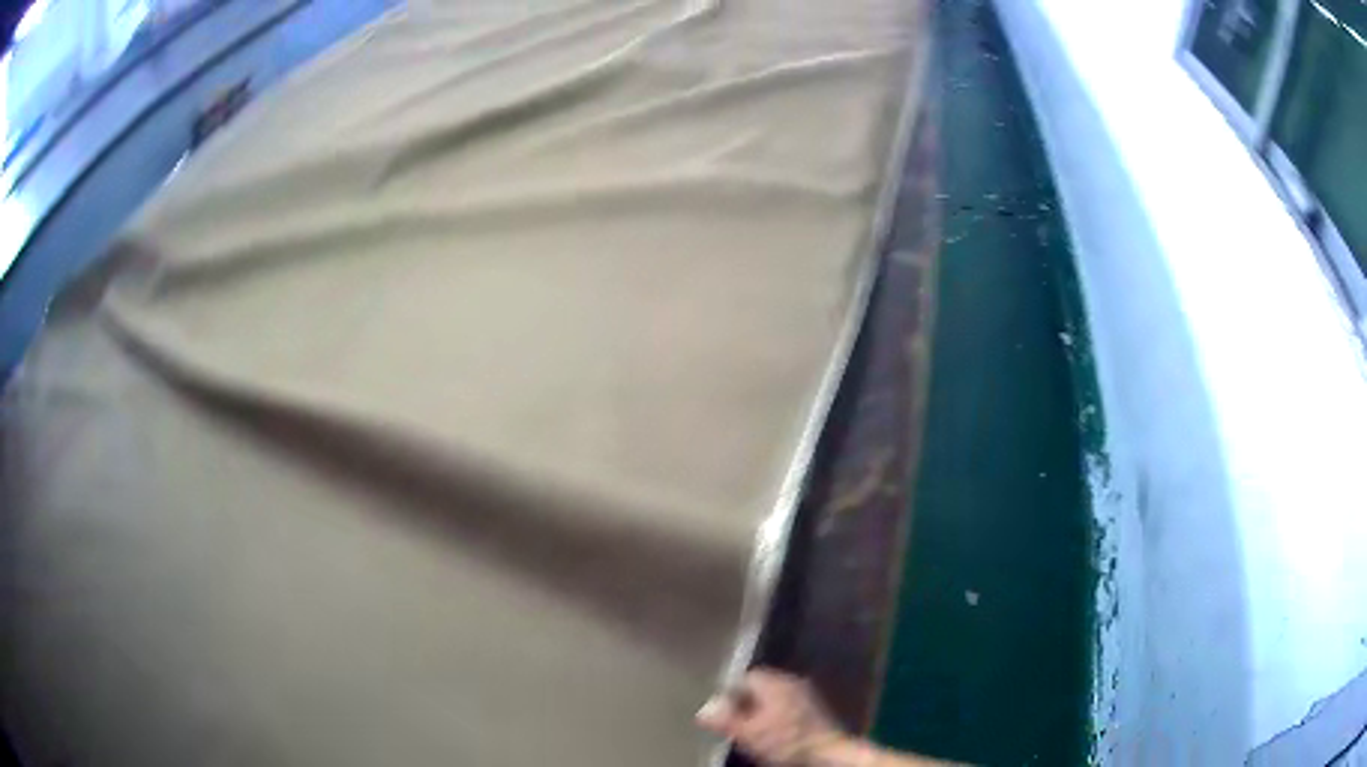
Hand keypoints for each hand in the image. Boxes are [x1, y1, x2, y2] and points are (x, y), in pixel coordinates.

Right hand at [695, 668, 851, 765]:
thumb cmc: (785, 740)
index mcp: (775, 681)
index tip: (721, 710)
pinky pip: (788, 707)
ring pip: (775, 698)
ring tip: (751, 729)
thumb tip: (704, 709)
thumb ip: (725, 719)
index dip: (730, 693)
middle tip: (734, 721)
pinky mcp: (815, 710)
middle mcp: (791, 681)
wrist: (826, 752)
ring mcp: (806, 694)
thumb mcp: (748, 732)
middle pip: (761, 687)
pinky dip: (778, 717)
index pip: (745, 677)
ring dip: (762, 710)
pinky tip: (773, 732)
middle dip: (746, 702)